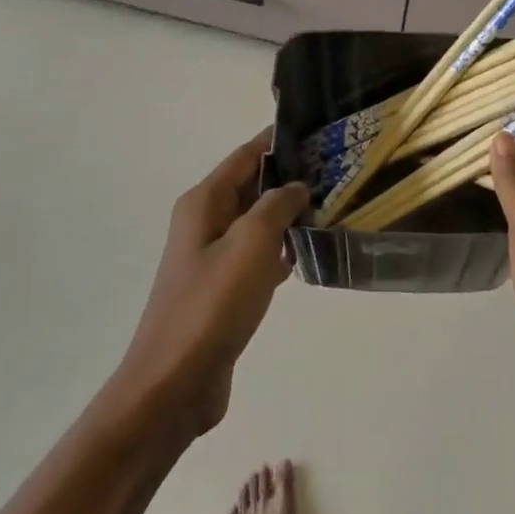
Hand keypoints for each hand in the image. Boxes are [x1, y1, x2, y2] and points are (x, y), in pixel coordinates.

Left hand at [116, 130, 310, 434]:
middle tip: (340, 168)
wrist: (175, 384)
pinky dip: (283, 247)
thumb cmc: (212, 305)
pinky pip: (259, 254)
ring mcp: (214, 257)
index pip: (246, 155)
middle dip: (291, 175)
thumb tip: (295, 187)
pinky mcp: (225, 289)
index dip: (279, 140)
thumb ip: (277, 204)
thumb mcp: (251, 243)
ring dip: (290, 213)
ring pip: (259, 221)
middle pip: (253, 185)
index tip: (319, 129)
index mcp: (204, 202)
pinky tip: (311, 251)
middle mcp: (205, 222)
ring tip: (335, 204)